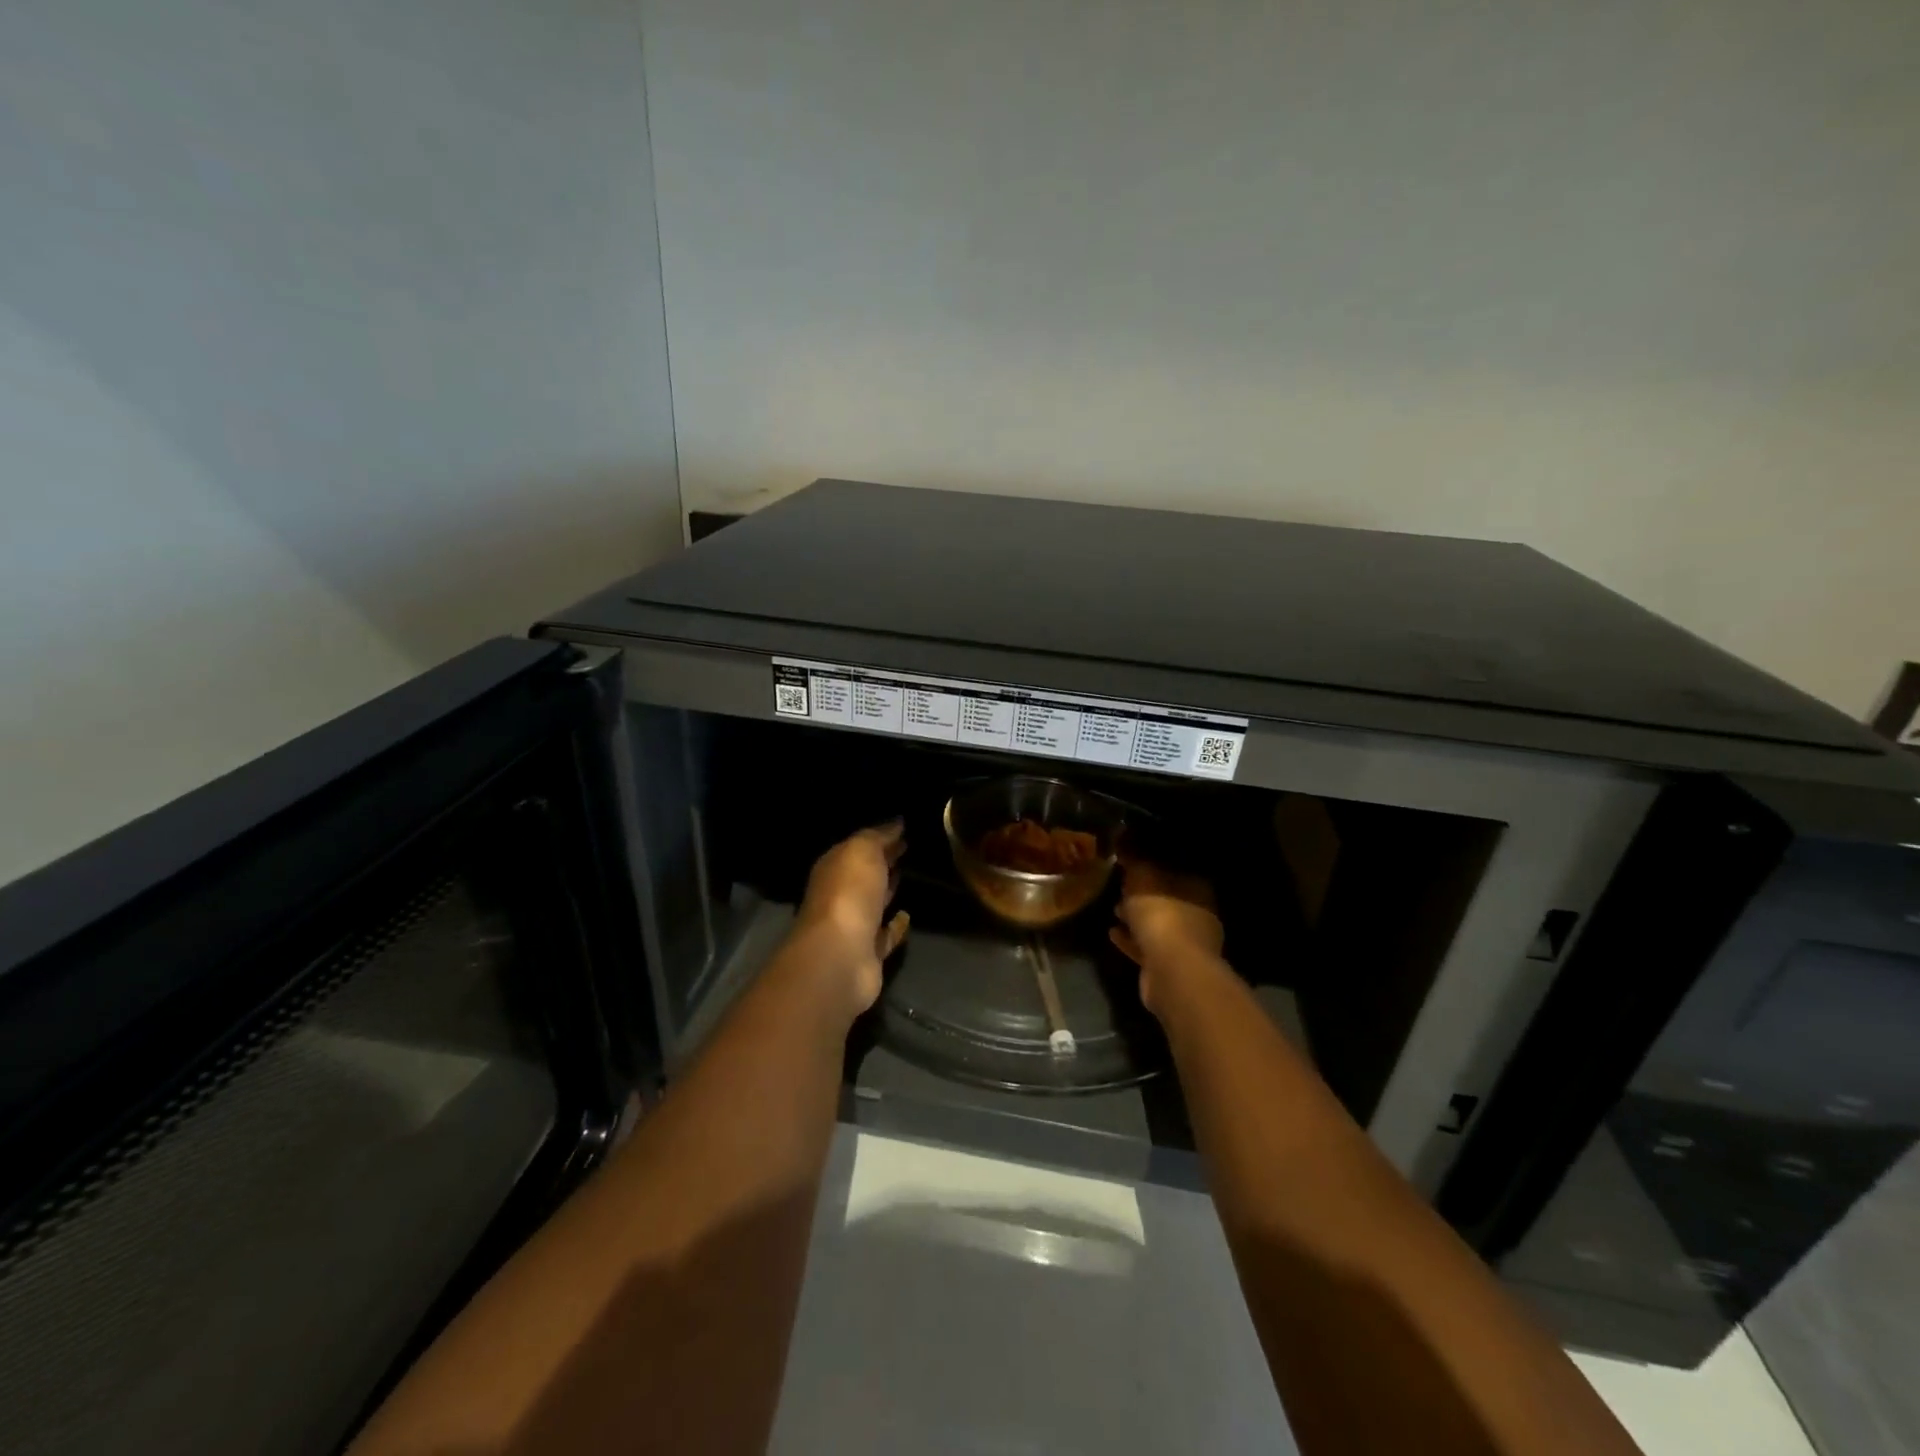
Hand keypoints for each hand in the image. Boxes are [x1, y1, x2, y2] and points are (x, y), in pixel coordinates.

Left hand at [794, 821, 910, 1018]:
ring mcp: (853, 926)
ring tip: (911, 875)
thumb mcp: (862, 851)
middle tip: (909, 847)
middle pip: (864, 874)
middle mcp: (839, 895)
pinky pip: (885, 934)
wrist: (841, 956)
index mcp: (833, 868)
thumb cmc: (848, 893)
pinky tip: (908, 914)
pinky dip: (896, 925)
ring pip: (873, 903)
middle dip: (883, 861)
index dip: (880, 838)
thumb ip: (878, 835)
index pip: (858, 847)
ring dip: (888, 890)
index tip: (904, 828)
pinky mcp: (868, 953)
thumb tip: (896, 823)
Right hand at [1109, 858, 1225, 1015]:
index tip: (1132, 862)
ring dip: (1137, 919)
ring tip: (1114, 909)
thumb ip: (1134, 859)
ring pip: (1158, 925)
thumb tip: (1125, 842)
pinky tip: (1112, 933)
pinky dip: (1131, 940)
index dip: (1153, 864)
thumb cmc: (1161, 914)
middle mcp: (1198, 914)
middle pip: (1167, 898)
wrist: (1171, 969)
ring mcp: (1187, 943)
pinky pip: (1147, 947)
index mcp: (1197, 888)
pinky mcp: (1170, 966)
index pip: (1176, 869)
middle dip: (1145, 894)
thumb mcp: (1141, 876)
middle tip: (1120, 886)